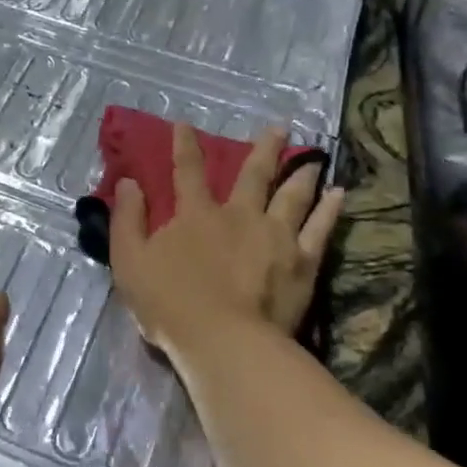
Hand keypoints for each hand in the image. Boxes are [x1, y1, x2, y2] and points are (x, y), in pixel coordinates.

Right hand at [109, 125, 342, 364]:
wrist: (224, 342)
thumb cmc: (170, 304)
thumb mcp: (130, 261)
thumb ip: (127, 220)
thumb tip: (128, 183)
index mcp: (197, 215)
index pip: (188, 171)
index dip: (185, 146)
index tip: (185, 124)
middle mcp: (239, 215)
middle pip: (254, 175)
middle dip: (265, 149)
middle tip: (280, 127)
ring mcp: (275, 236)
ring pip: (292, 195)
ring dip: (301, 172)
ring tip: (314, 157)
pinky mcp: (302, 262)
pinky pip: (319, 228)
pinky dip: (330, 210)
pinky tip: (340, 194)